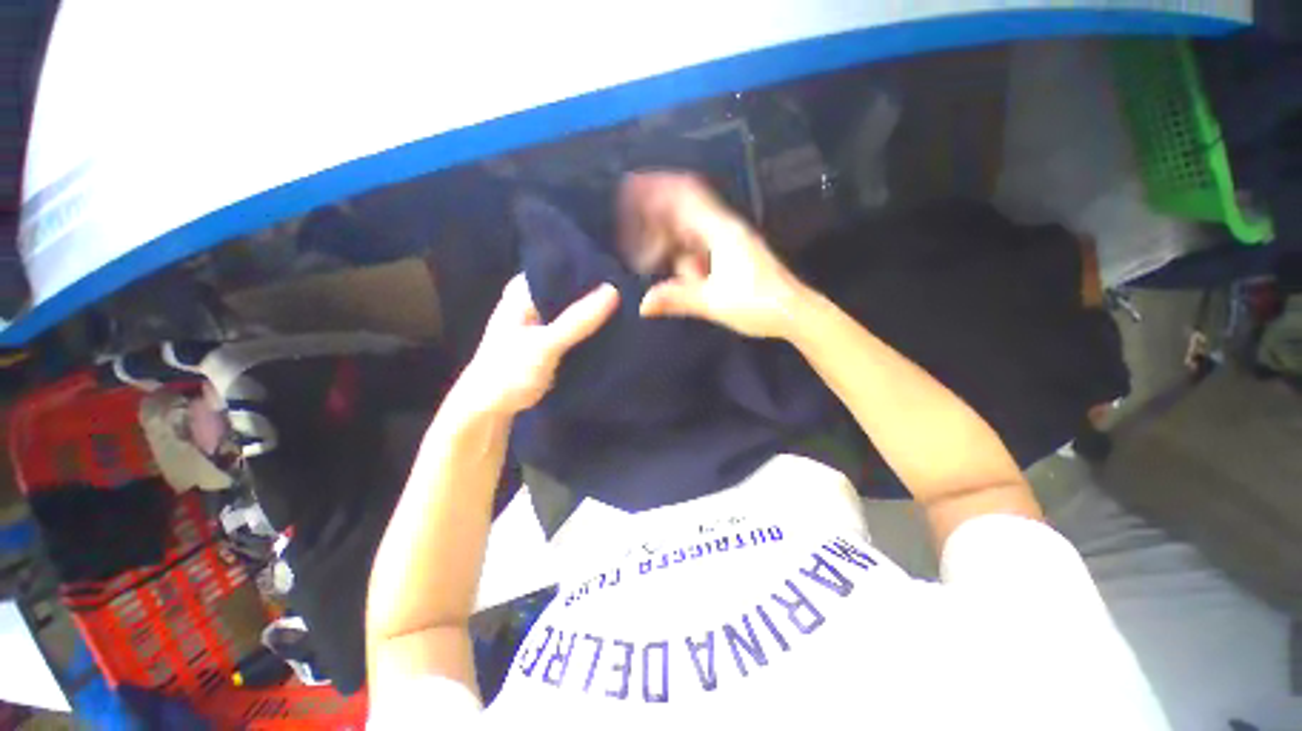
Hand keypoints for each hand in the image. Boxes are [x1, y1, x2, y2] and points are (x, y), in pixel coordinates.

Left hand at [457, 274, 618, 416]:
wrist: (489, 408)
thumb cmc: (508, 372)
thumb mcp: (545, 345)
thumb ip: (577, 320)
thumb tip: (613, 290)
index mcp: (524, 290)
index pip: (562, 267)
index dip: (590, 268)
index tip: (621, 271)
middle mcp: (534, 299)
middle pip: (571, 288)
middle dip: (597, 291)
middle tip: (630, 289)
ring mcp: (543, 320)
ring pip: (576, 309)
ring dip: (596, 311)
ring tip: (629, 305)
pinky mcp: (552, 339)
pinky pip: (577, 327)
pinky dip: (591, 327)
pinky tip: (615, 327)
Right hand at [621, 171, 808, 338]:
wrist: (795, 313)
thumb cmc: (758, 305)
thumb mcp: (714, 303)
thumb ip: (677, 299)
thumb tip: (643, 304)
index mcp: (721, 232)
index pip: (685, 197)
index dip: (657, 189)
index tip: (632, 188)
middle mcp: (725, 230)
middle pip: (684, 213)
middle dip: (658, 223)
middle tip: (638, 243)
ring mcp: (730, 242)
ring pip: (692, 233)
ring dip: (674, 246)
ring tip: (662, 266)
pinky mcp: (733, 255)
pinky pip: (701, 247)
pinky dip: (686, 257)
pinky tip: (683, 273)